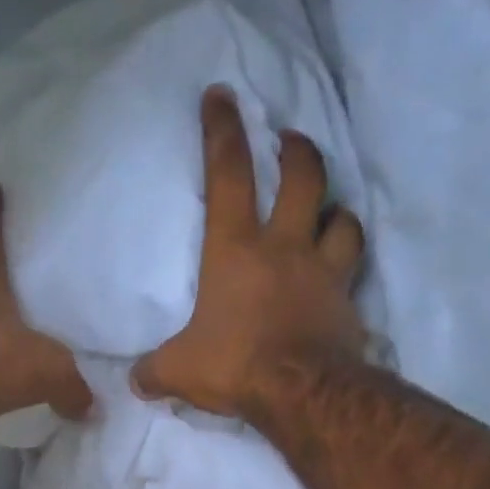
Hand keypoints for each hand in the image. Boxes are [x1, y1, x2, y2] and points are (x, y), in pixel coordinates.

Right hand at [131, 86, 367, 418]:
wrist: (301, 392)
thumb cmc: (235, 365)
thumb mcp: (179, 371)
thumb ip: (156, 371)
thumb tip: (136, 381)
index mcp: (235, 251)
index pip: (228, 174)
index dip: (223, 131)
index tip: (221, 96)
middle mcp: (284, 248)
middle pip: (303, 178)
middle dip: (297, 151)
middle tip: (290, 142)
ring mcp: (322, 272)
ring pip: (343, 219)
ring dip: (335, 209)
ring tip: (327, 212)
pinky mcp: (347, 301)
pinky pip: (353, 269)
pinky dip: (347, 264)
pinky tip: (340, 273)